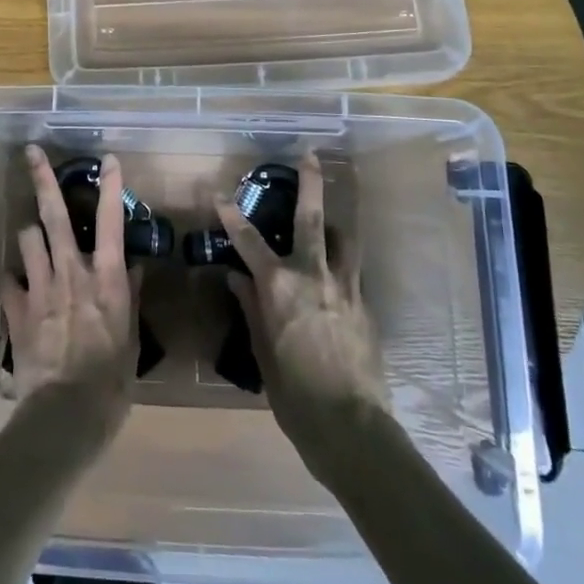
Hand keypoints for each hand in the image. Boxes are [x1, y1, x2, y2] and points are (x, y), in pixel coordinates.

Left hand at [2, 146, 139, 435]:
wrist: (65, 416)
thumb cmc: (110, 382)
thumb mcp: (131, 341)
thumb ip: (130, 298)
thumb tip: (132, 267)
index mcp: (105, 279)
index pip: (110, 222)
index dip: (110, 187)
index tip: (108, 159)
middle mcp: (71, 272)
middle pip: (55, 215)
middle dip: (43, 179)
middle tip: (31, 151)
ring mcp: (40, 288)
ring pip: (28, 238)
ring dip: (31, 233)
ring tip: (34, 236)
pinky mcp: (17, 310)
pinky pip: (9, 280)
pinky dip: (14, 278)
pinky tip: (16, 283)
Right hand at [214, 154, 390, 473]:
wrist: (352, 429)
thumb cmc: (295, 396)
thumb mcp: (262, 353)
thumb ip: (251, 308)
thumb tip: (236, 278)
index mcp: (280, 288)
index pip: (248, 241)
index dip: (231, 215)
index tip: (218, 193)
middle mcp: (313, 276)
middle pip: (311, 218)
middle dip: (310, 183)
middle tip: (310, 155)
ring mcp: (345, 287)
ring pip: (343, 239)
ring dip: (333, 224)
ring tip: (328, 220)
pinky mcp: (365, 305)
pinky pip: (353, 271)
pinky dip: (342, 262)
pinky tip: (337, 274)